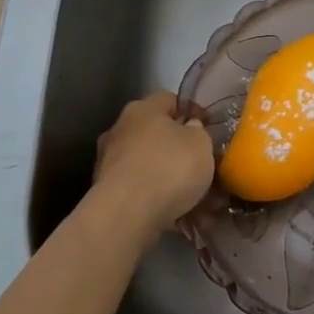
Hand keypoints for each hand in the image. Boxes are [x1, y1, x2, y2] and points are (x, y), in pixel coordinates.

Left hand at [93, 92, 215, 232]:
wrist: (127, 214)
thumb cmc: (169, 167)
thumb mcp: (201, 143)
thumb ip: (198, 132)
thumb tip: (190, 128)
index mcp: (142, 110)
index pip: (169, 99)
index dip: (190, 110)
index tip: (208, 126)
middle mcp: (120, 130)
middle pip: (155, 133)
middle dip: (177, 147)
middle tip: (201, 162)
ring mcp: (109, 163)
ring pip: (148, 164)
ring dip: (168, 176)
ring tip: (194, 195)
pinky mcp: (106, 193)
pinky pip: (140, 190)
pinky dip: (157, 198)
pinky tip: (177, 212)